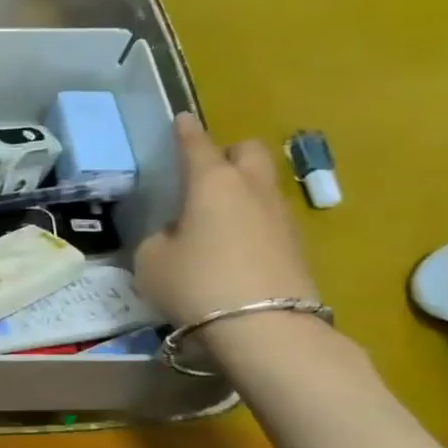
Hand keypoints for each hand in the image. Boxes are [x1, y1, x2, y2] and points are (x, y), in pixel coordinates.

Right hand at [134, 114, 318, 326]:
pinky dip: (251, 222)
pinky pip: (269, 218)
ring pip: (262, 185)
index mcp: (212, 182)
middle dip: (228, 154)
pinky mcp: (296, 246)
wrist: (265, 328)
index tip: (181, 119)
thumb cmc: (195, 283)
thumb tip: (175, 234)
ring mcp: (280, 216)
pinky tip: (232, 246)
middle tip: (205, 174)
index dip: (186, 132)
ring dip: (241, 190)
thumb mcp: (151, 260)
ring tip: (214, 217)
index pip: (197, 145)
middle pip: (248, 152)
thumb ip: (159, 237)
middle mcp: (251, 189)